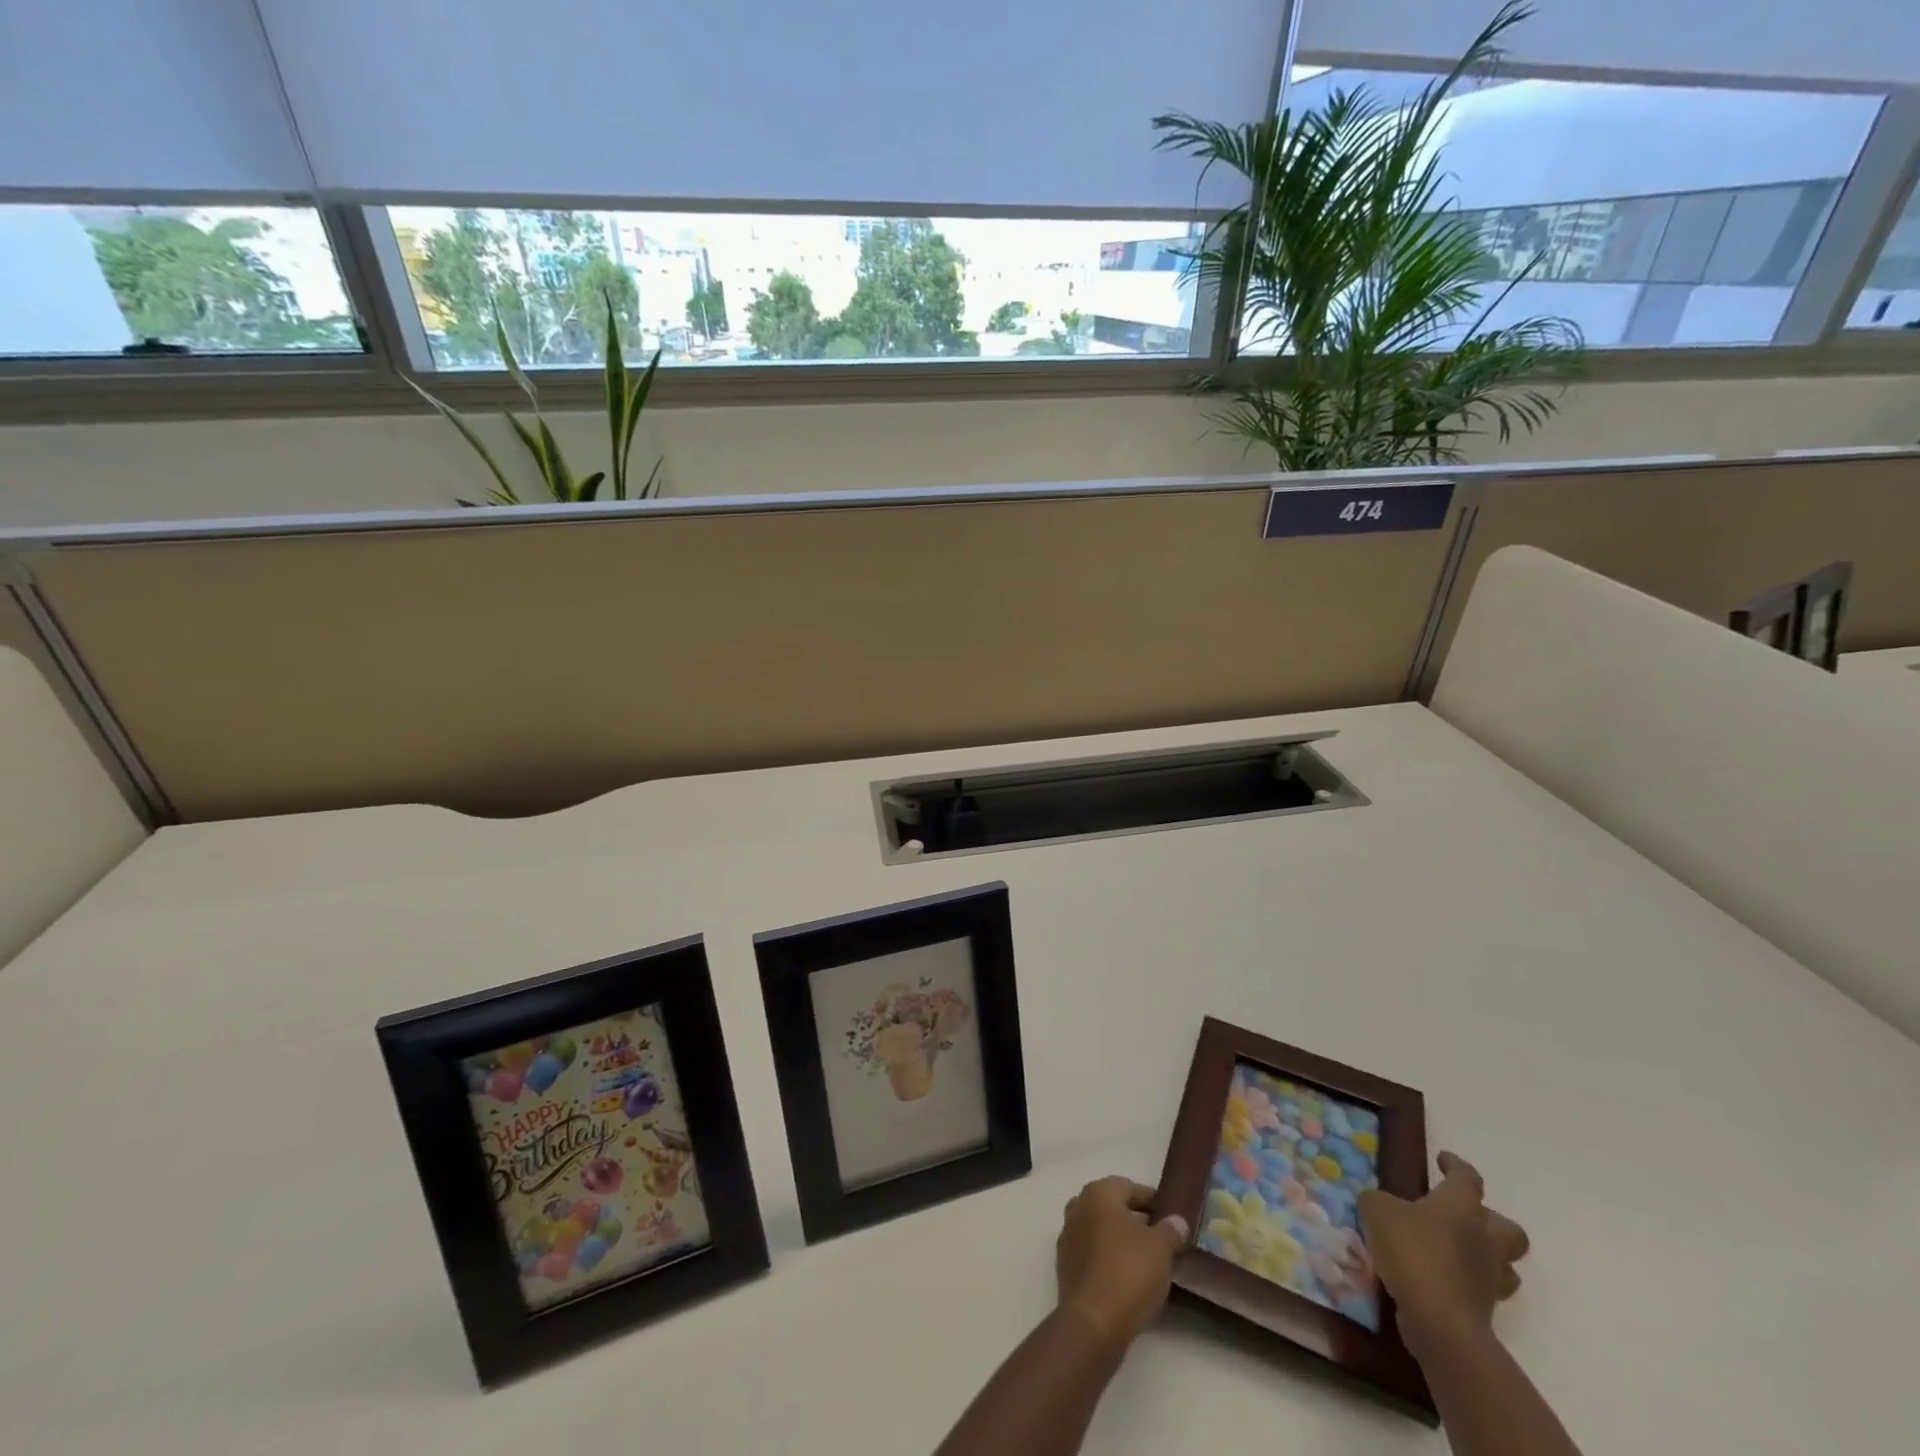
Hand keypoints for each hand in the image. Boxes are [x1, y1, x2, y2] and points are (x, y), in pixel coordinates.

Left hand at [1054, 1177, 1189, 1348]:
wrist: (1093, 1322)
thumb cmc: (1129, 1272)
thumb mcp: (1160, 1248)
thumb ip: (1170, 1230)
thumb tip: (1176, 1220)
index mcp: (1098, 1193)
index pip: (1128, 1187)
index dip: (1151, 1200)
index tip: (1169, 1215)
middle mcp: (1078, 1207)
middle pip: (1111, 1207)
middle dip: (1134, 1219)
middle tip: (1160, 1237)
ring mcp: (1068, 1237)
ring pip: (1100, 1230)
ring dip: (1120, 1240)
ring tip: (1146, 1259)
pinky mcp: (1065, 1266)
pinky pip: (1092, 1253)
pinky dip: (1107, 1259)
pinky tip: (1126, 1277)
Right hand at [1357, 1152, 1529, 1347]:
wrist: (1439, 1320)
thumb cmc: (1412, 1250)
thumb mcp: (1378, 1210)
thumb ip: (1376, 1201)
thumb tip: (1377, 1203)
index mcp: (1462, 1207)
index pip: (1467, 1177)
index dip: (1456, 1166)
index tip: (1443, 1160)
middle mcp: (1485, 1239)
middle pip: (1509, 1228)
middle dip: (1491, 1221)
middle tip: (1462, 1217)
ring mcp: (1490, 1278)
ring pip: (1505, 1264)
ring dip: (1486, 1257)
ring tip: (1455, 1252)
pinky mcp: (1485, 1310)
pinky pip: (1483, 1290)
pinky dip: (1467, 1283)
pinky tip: (1440, 1278)